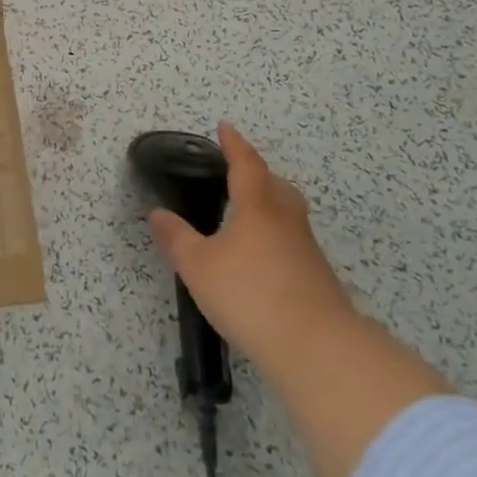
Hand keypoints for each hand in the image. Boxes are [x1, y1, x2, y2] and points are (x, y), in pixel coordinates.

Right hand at [147, 123, 356, 374]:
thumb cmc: (251, 294)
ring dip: (270, 207)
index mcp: (257, 207)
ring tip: (248, 216)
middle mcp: (286, 220)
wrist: (318, 349)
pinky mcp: (319, 280)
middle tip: (239, 172)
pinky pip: (294, 244)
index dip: (234, 144)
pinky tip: (263, 261)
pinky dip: (276, 240)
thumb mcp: (199, 266)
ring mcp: (307, 251)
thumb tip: (158, 213)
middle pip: (276, 186)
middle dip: (257, 174)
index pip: (245, 164)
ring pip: (288, 215)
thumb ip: (177, 238)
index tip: (225, 127)